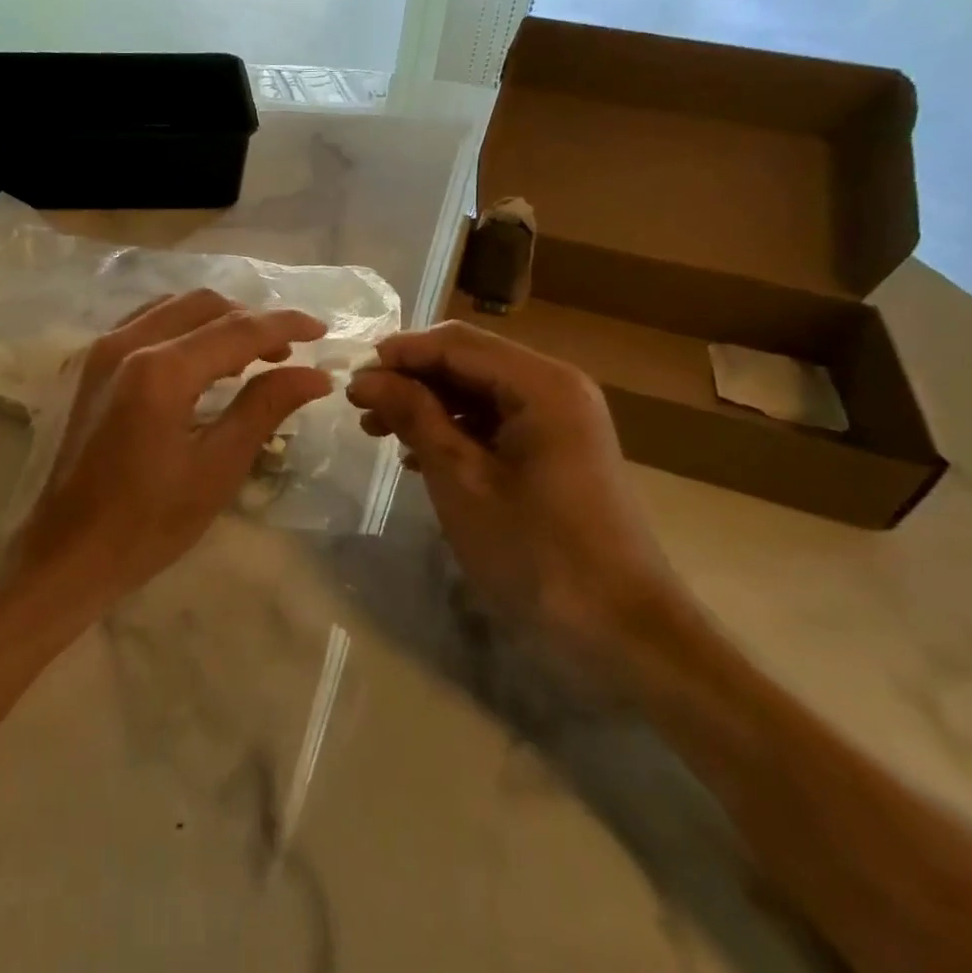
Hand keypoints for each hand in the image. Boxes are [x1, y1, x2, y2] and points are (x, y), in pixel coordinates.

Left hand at [15, 289, 333, 615]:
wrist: (63, 553)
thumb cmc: (146, 523)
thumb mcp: (216, 469)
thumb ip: (264, 408)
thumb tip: (315, 374)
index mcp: (160, 370)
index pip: (237, 329)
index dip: (285, 325)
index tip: (322, 330)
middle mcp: (125, 343)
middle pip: (203, 304)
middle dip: (250, 319)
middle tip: (285, 351)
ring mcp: (97, 350)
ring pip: (170, 308)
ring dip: (214, 320)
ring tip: (248, 355)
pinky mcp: (83, 365)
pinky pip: (141, 325)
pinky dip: (179, 330)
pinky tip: (197, 362)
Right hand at [346, 322, 678, 657]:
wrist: (622, 629)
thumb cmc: (535, 551)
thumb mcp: (461, 479)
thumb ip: (414, 416)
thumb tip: (366, 377)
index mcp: (540, 383)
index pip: (454, 343)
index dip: (398, 355)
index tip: (349, 380)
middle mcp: (555, 386)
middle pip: (467, 360)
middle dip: (410, 379)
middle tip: (359, 408)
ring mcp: (560, 417)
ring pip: (477, 390)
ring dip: (426, 404)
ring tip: (378, 431)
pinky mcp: (557, 447)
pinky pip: (495, 419)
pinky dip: (453, 429)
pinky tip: (417, 456)